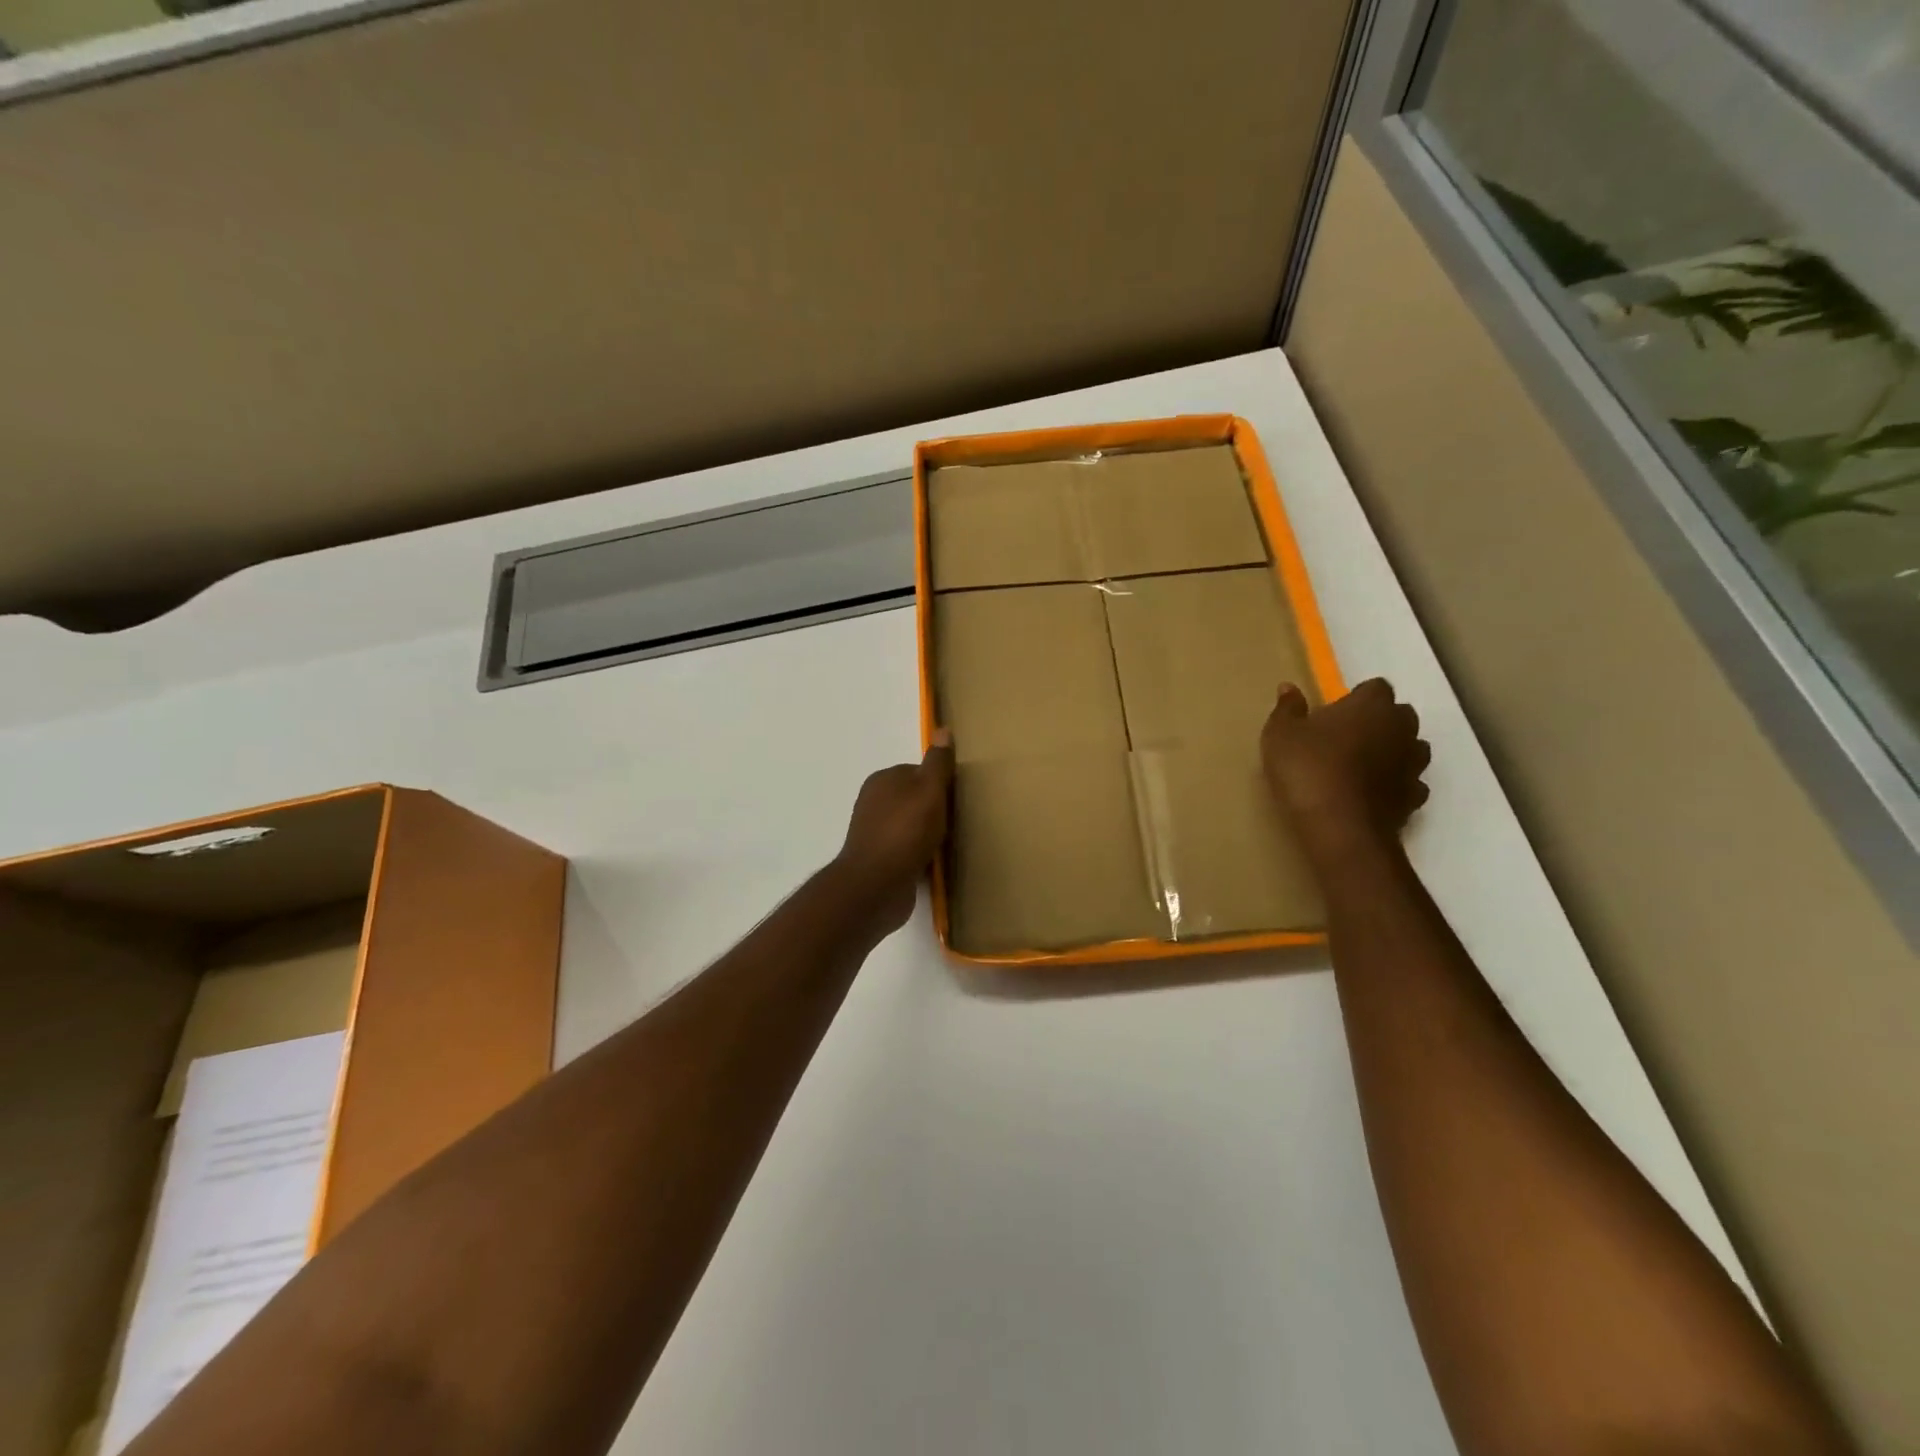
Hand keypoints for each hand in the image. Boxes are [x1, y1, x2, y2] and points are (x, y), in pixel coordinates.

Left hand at [835, 730, 954, 931]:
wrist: (876, 886)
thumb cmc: (904, 832)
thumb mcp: (929, 790)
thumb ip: (937, 763)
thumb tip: (943, 729)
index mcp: (882, 780)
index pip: (918, 772)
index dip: (939, 784)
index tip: (957, 798)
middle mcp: (874, 803)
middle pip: (915, 800)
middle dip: (935, 811)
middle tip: (958, 823)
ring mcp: (875, 834)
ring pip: (912, 827)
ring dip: (930, 836)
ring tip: (951, 845)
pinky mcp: (880, 861)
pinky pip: (908, 851)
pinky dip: (922, 856)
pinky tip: (936, 864)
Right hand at [1262, 679, 1430, 861]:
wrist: (1340, 828)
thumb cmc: (1308, 770)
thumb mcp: (1280, 735)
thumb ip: (1287, 709)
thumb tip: (1289, 688)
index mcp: (1371, 706)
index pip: (1376, 687)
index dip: (1357, 696)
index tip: (1335, 710)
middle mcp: (1401, 729)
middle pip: (1399, 715)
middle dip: (1379, 721)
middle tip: (1346, 736)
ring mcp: (1413, 765)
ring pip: (1410, 748)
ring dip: (1392, 751)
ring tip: (1361, 765)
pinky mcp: (1414, 798)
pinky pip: (1409, 783)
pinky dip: (1395, 784)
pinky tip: (1372, 794)